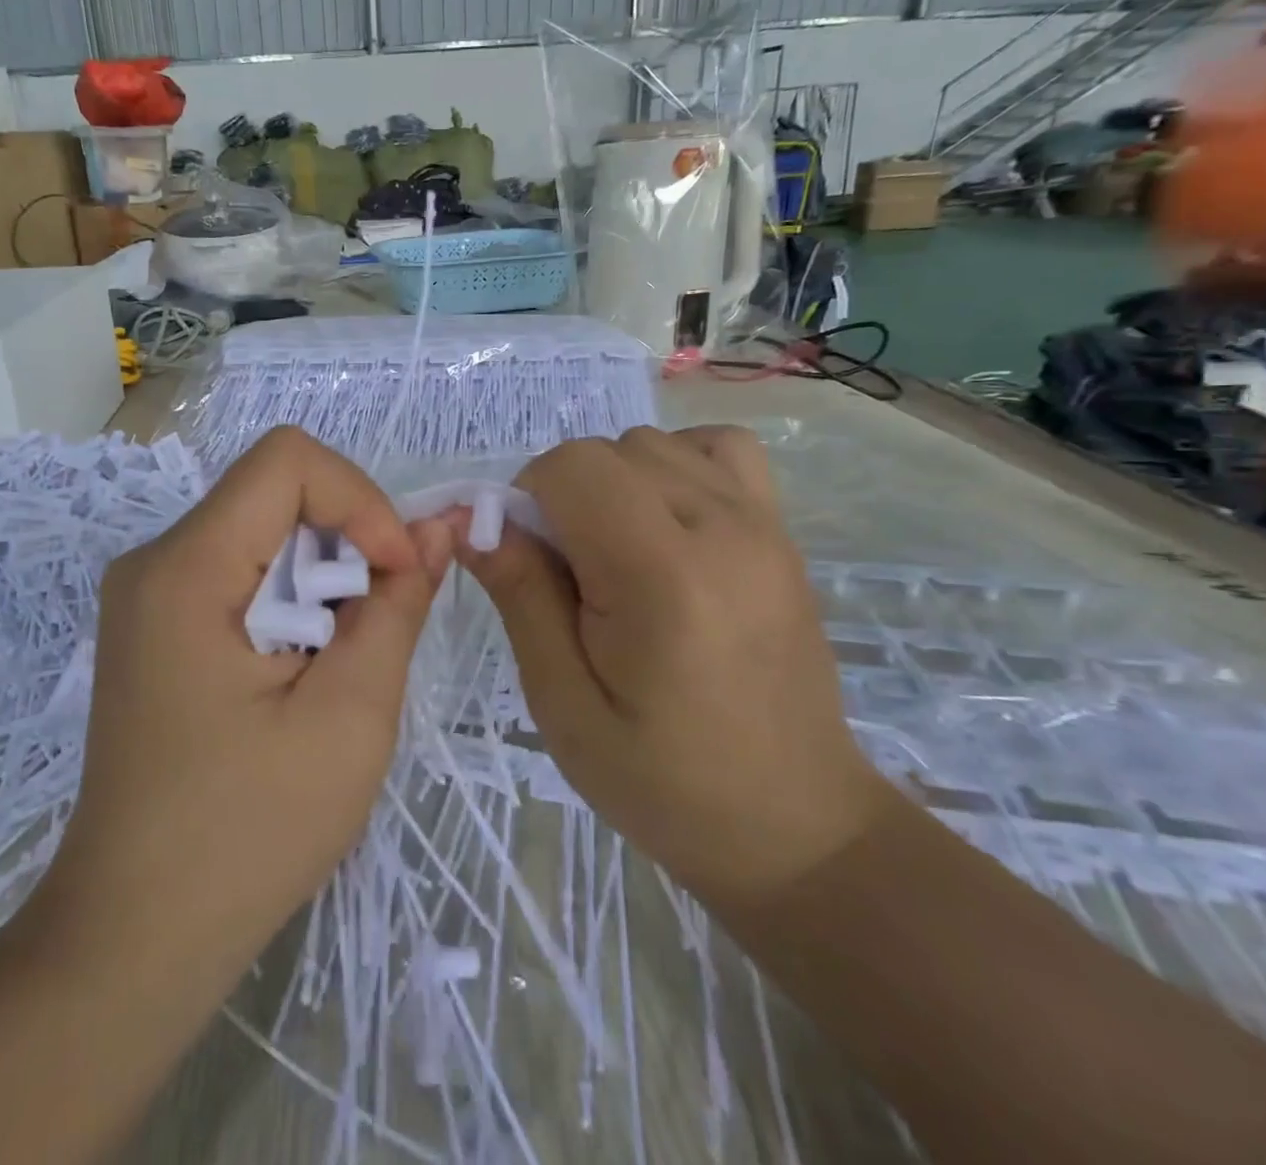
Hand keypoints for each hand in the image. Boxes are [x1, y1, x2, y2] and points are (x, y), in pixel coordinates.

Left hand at [43, 427, 454, 987]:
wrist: (137, 934)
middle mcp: (154, 560)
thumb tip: (438, 529)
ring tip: (336, 663)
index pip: (287, 459)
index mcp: (186, 569)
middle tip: (373, 631)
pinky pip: (240, 569)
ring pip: (263, 530)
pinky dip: (292, 598)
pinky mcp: (156, 623)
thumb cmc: (248, 834)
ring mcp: (147, 592)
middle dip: (347, 543)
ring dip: (323, 577)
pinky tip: (300, 671)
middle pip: (275, 492)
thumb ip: (397, 606)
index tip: (395, 575)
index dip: (360, 499)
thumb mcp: (350, 716)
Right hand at [458, 425, 885, 905]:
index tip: (526, 561)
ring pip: (655, 443)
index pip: (572, 467)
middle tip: (568, 574)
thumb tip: (471, 520)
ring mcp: (762, 523)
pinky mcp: (782, 531)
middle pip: (609, 450)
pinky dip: (675, 465)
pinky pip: (718, 448)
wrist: (793, 822)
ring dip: (614, 482)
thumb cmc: (664, 780)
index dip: (527, 500)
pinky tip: (666, 521)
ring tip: (616, 552)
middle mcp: (720, 528)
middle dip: (565, 495)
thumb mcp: (564, 703)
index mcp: (660, 577)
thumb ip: (520, 597)